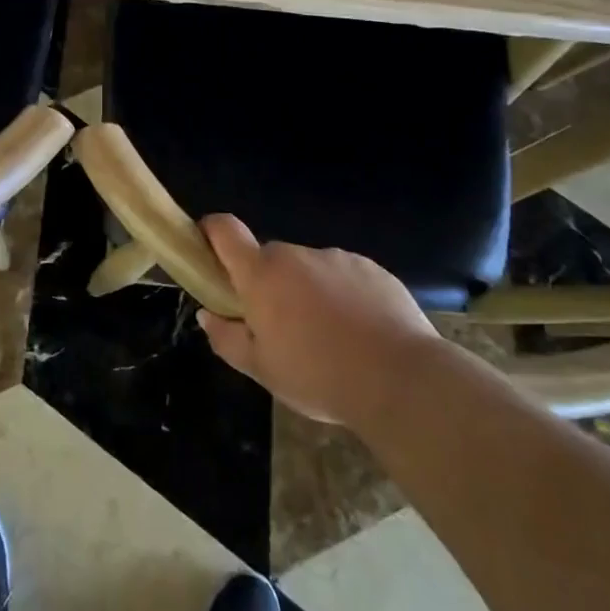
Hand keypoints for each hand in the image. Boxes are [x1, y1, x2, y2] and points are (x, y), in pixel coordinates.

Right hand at [195, 215, 440, 426]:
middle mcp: (297, 255)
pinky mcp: (373, 268)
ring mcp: (337, 258)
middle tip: (280, 326)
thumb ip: (227, 339)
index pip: (225, 230)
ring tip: (329, 336)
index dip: (212, 232)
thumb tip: (207, 315)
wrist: (402, 380)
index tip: (209, 252)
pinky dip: (344, 295)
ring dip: (308, 291)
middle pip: (269, 258)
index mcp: (262, 275)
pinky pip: (345, 276)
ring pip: (309, 268)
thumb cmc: (319, 376)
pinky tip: (361, 332)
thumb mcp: (263, 370)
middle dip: (268, 284)